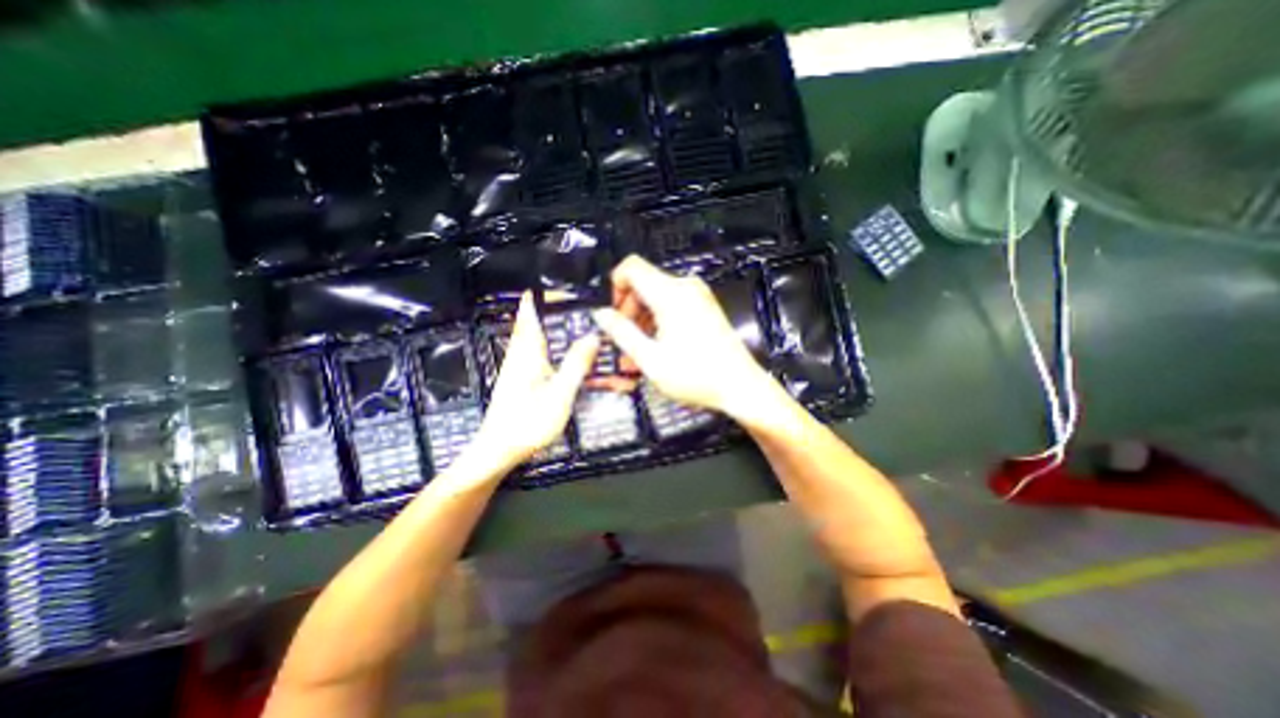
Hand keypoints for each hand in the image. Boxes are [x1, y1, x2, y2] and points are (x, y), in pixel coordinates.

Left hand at [470, 294, 597, 474]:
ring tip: (570, 326)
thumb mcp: (560, 394)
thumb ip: (576, 364)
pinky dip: (546, 349)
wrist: (497, 451)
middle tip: (571, 305)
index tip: (554, 286)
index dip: (538, 297)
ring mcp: (517, 370)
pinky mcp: (518, 383)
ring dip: (547, 330)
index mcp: (527, 353)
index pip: (529, 314)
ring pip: (533, 341)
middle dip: (548, 312)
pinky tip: (561, 358)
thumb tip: (592, 336)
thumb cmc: (528, 422)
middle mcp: (520, 356)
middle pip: (532, 325)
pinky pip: (534, 356)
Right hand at [590, 254, 781, 420]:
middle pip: (643, 283)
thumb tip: (601, 314)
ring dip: (642, 319)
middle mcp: (685, 287)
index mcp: (670, 294)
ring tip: (639, 351)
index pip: (631, 267)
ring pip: (656, 295)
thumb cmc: (695, 375)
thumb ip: (622, 333)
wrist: (740, 386)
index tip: (614, 315)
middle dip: (628, 310)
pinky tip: (657, 346)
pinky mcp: (704, 306)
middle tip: (624, 341)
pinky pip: (672, 303)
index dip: (616, 287)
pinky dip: (659, 320)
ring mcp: (697, 296)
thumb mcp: (650, 359)